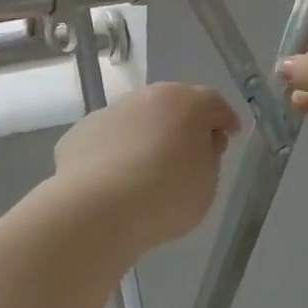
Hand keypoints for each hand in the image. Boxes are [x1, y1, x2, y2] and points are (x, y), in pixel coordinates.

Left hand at [51, 83, 240, 254]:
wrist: (97, 210)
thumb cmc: (166, 195)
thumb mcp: (207, 183)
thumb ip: (208, 157)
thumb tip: (200, 143)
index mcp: (185, 102)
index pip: (213, 104)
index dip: (224, 120)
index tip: (229, 136)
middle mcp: (144, 97)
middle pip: (171, 106)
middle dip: (182, 124)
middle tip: (189, 153)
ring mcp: (108, 112)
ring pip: (135, 121)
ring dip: (145, 137)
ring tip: (147, 171)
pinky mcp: (78, 133)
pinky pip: (106, 141)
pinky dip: (114, 154)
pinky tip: (114, 181)